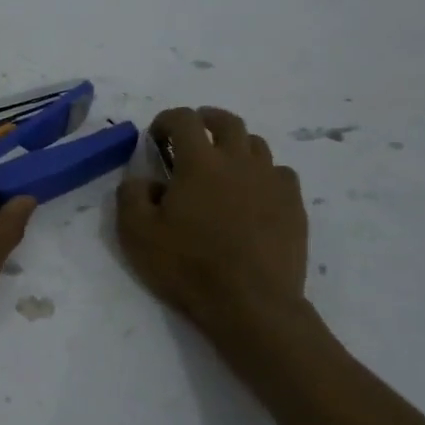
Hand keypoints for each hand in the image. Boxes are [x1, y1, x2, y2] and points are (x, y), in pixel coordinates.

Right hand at [116, 106, 311, 358]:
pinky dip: (263, 174)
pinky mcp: (294, 205)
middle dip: (205, 120)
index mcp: (199, 162)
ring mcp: (271, 181)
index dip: (166, 120)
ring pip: (256, 144)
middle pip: (226, 121)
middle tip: (192, 136)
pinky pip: (280, 173)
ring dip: (235, 146)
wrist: (251, 305)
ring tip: (222, 166)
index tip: (156, 136)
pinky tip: (253, 195)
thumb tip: (142, 179)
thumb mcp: (137, 234)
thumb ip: (131, 195)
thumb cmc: (188, 266)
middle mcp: (238, 161)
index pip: (184, 119)